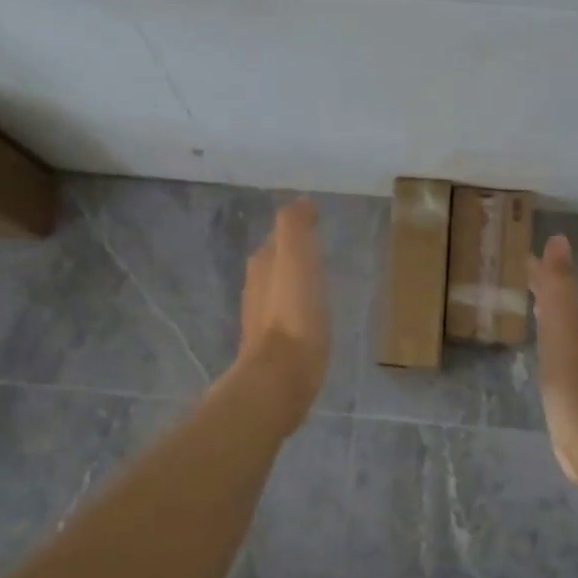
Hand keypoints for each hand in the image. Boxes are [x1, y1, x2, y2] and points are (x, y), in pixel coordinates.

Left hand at [235, 199, 330, 432]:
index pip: (278, 236)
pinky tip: (313, 317)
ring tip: (319, 282)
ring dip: (294, 283)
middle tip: (320, 251)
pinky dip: (299, 309)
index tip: (317, 223)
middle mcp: (257, 287)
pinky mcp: (274, 346)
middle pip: (275, 262)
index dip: (296, 228)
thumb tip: (302, 201)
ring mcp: (262, 319)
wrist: (281, 375)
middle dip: (293, 255)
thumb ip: (295, 225)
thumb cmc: (294, 313)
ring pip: (279, 290)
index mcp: (263, 263)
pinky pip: (287, 317)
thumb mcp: (296, 257)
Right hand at [527, 234, 577, 482]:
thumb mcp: (562, 319)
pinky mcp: (576, 389)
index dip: (543, 272)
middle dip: (547, 292)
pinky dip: (549, 342)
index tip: (522, 259)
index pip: (561, 286)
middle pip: (565, 306)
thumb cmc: (571, 371)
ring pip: (565, 329)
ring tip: (530, 309)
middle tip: (522, 280)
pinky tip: (542, 352)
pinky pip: (560, 353)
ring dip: (549, 316)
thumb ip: (560, 281)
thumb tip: (559, 238)